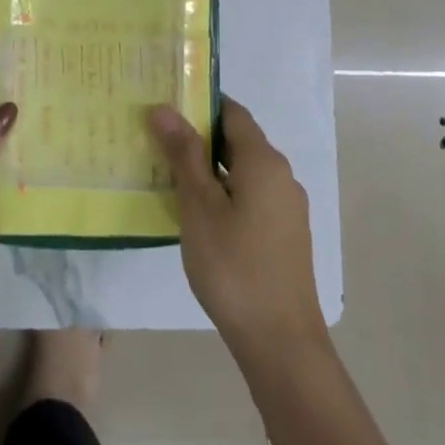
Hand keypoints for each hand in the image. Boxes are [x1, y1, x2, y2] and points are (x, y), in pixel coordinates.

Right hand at [148, 97, 324, 353]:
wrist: (280, 340)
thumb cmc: (233, 266)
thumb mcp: (199, 207)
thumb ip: (184, 155)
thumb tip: (165, 108)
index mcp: (264, 161)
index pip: (232, 113)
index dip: (200, 104)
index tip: (165, 106)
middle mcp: (282, 176)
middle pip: (239, 141)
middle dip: (199, 137)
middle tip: (157, 141)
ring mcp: (287, 207)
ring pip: (243, 171)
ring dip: (210, 168)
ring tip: (169, 176)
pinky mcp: (285, 234)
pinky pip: (251, 196)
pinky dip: (224, 192)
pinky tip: (198, 213)